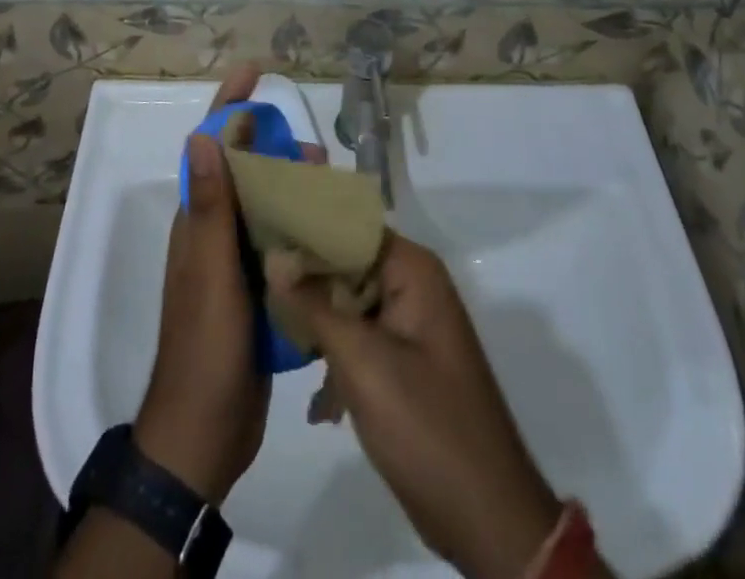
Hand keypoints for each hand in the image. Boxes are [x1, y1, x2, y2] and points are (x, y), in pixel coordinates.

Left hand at [134, 68, 324, 502]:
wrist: (204, 435)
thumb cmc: (205, 349)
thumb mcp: (209, 275)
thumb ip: (210, 210)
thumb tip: (205, 136)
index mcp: (198, 222)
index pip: (212, 147)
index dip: (230, 105)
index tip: (255, 71)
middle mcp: (214, 234)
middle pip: (245, 171)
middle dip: (275, 148)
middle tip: (315, 151)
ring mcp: (235, 263)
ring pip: (267, 207)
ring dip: (295, 188)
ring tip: (332, 187)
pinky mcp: (257, 291)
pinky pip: (281, 243)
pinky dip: (303, 227)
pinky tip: (333, 230)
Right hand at [272, 236, 562, 578]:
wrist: (485, 517)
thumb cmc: (423, 425)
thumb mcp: (360, 361)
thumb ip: (314, 304)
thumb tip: (273, 255)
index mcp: (413, 269)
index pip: (349, 227)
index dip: (306, 230)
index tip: (261, 237)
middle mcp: (415, 284)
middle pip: (348, 263)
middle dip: (306, 282)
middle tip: (259, 291)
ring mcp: (413, 324)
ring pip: (350, 302)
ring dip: (318, 326)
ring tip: (278, 344)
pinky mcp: (407, 360)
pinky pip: (362, 338)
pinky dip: (339, 361)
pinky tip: (319, 406)